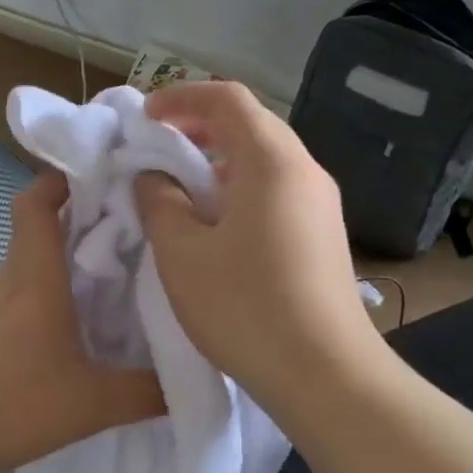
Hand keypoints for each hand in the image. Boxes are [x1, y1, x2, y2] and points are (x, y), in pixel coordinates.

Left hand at [0, 173, 164, 472]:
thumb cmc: (8, 404)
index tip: (105, 175)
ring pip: (31, 263)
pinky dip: (50, 293)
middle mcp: (9, 280)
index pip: (36, 201)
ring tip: (117, 274)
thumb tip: (191, 379)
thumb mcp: (90, 404)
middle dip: (83, 219)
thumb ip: (145, 392)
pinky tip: (77, 325)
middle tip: (134, 228)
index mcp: (34, 276)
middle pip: (39, 228)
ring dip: (67, 259)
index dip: (64, 178)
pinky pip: (21, 294)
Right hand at [134, 82, 388, 414]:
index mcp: (272, 162)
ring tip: (181, 191)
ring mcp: (320, 205)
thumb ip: (159, 202)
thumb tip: (155, 178)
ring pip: (264, 160)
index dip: (181, 97)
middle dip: (199, 128)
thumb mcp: (182, 253)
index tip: (145, 118)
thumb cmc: (245, 306)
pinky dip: (239, 190)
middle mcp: (305, 172)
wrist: (326, 375)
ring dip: (219, 162)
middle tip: (158, 149)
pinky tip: (216, 227)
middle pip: (251, 125)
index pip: (228, 99)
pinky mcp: (323, 236)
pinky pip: (277, 191)